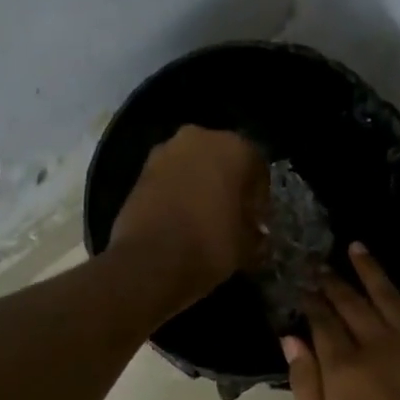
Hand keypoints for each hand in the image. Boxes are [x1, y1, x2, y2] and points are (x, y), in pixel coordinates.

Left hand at [109, 126, 267, 304]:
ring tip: (204, 220)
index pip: (258, 169)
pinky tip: (181, 220)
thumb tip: (256, 235)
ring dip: (200, 187)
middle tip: (232, 217)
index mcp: (235, 148)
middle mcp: (199, 138)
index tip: (257, 222)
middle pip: (223, 161)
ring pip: (193, 167)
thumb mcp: (247, 246)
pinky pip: (170, 179)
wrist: (151, 260)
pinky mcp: (140, 171)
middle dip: (228, 186)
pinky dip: (177, 194)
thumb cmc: (211, 244)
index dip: (259, 199)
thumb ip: (255, 234)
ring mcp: (165, 151)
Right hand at [284, 244, 399, 399]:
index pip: (323, 322)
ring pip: (390, 298)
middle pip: (353, 303)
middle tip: (321, 264)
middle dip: (334, 281)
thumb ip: (307, 387)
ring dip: (373, 271)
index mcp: (344, 369)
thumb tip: (291, 339)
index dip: (310, 301)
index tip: (300, 284)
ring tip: (358, 248)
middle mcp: (378, 348)